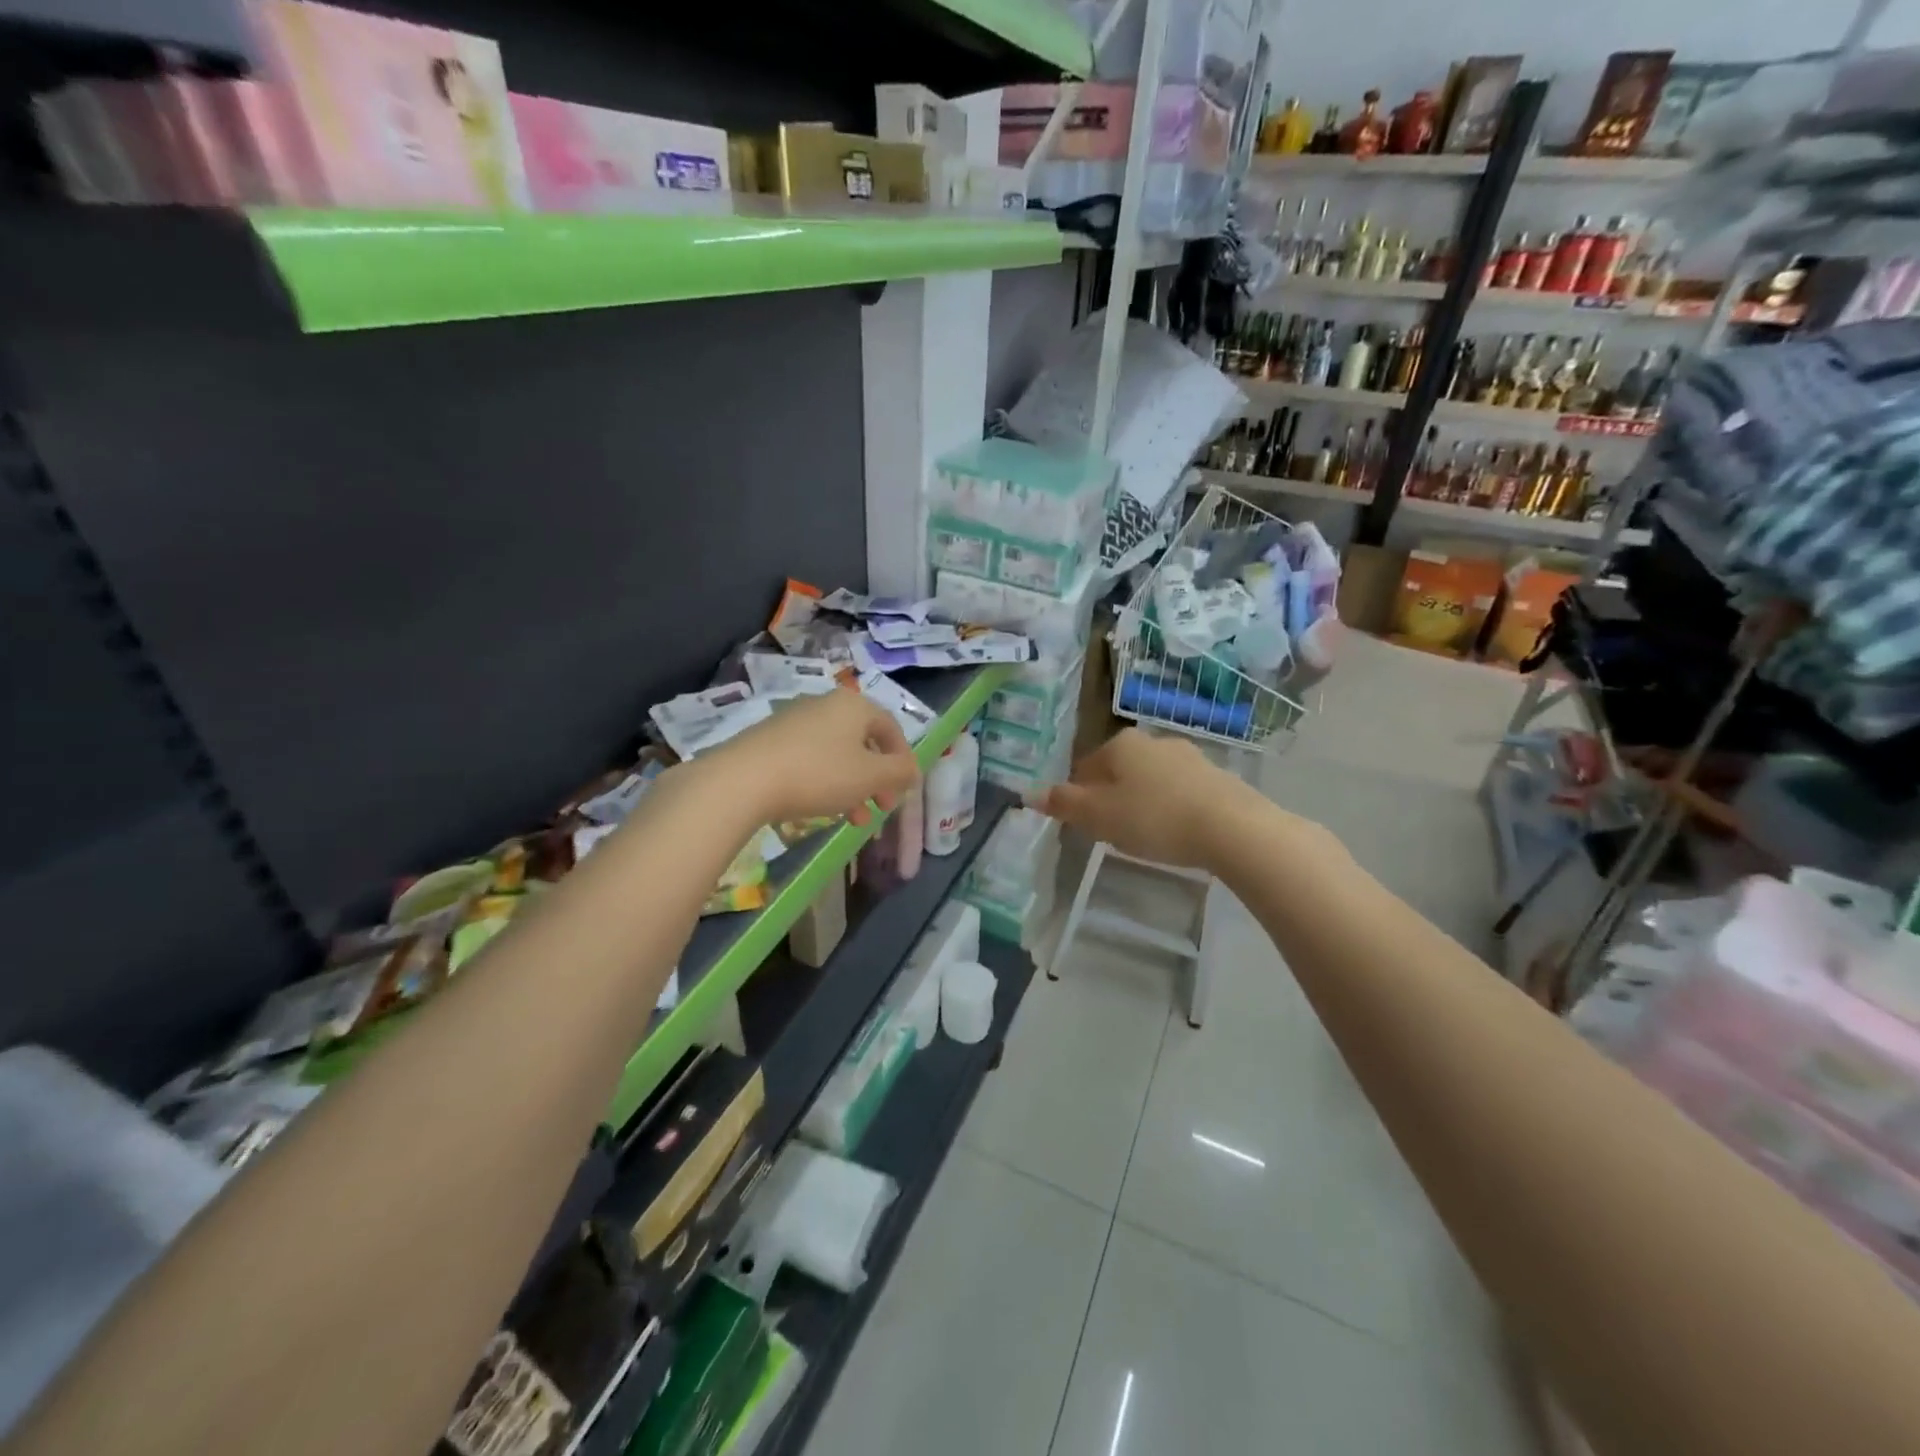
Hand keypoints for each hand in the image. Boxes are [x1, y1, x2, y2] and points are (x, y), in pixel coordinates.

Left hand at [709, 686, 920, 827]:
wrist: (744, 780)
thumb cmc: (819, 773)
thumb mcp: (871, 776)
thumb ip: (899, 772)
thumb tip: (911, 769)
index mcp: (853, 705)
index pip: (891, 728)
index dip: (903, 760)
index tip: (904, 789)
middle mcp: (825, 705)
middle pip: (863, 742)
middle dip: (877, 778)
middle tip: (882, 806)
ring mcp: (794, 721)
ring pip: (836, 754)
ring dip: (852, 786)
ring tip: (854, 819)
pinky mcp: (770, 741)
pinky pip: (810, 759)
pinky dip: (824, 782)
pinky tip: (821, 809)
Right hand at [1034, 730, 1242, 868]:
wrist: (1231, 827)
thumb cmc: (1154, 818)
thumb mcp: (1099, 816)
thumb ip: (1064, 804)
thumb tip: (1028, 793)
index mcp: (1120, 744)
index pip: (1084, 767)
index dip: (1079, 797)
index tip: (1086, 825)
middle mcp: (1152, 741)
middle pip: (1117, 771)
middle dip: (1111, 798)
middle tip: (1113, 833)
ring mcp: (1188, 756)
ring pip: (1149, 779)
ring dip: (1141, 802)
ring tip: (1145, 836)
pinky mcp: (1215, 775)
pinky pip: (1179, 791)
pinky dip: (1170, 807)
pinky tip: (1176, 832)